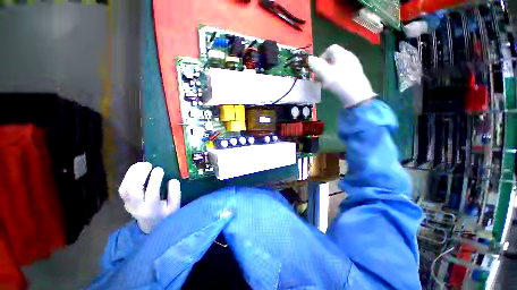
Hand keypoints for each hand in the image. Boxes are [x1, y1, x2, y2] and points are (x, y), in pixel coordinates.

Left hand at [118, 162, 180, 233]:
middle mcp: (137, 207)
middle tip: (149, 165)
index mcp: (152, 209)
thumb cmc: (166, 215)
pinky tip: (136, 169)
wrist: (150, 227)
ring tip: (142, 164)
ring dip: (132, 174)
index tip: (160, 169)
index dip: (154, 179)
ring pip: (125, 188)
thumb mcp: (175, 206)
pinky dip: (128, 176)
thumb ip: (175, 193)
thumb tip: (172, 180)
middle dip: (139, 175)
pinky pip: (123, 187)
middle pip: (133, 190)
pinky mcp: (125, 200)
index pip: (151, 193)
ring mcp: (128, 204)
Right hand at [308, 44, 375, 107]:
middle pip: (333, 58)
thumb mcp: (325, 74)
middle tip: (319, 78)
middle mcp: (349, 57)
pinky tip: (333, 86)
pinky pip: (342, 73)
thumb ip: (316, 65)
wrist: (357, 96)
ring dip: (328, 74)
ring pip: (337, 66)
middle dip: (323, 67)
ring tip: (324, 84)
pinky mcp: (354, 75)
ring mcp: (353, 66)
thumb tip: (309, 59)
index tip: (316, 68)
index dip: (321, 57)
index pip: (330, 49)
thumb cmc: (340, 82)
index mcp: (342, 54)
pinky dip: (335, 77)